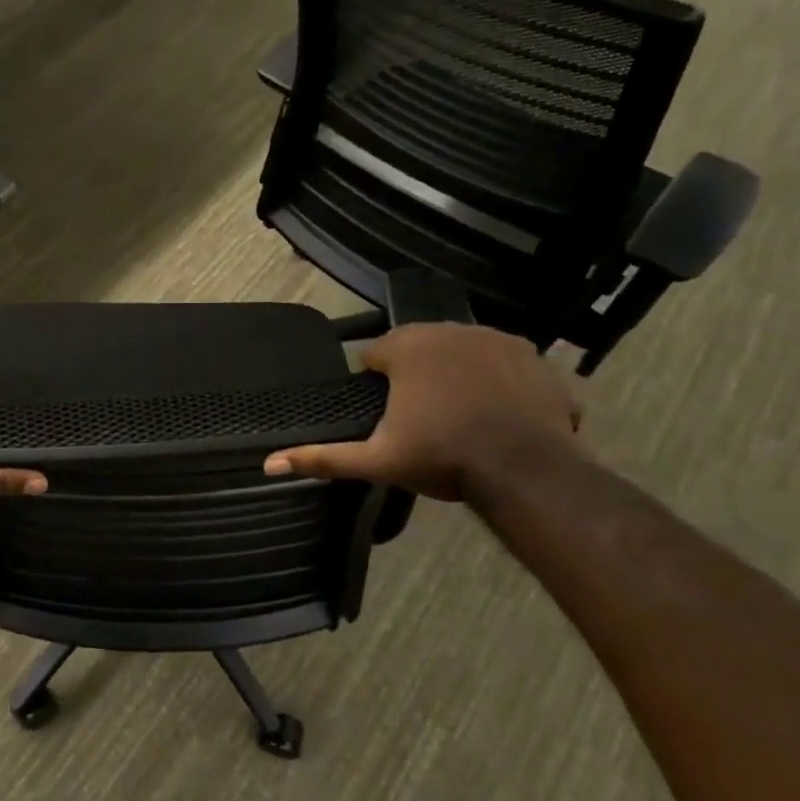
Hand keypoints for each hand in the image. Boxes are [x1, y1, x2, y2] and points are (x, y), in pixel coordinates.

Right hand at [264, 324, 579, 501]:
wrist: (526, 470)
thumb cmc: (444, 459)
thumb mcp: (377, 461)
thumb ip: (323, 457)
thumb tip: (268, 463)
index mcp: (407, 348)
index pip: (375, 355)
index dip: (375, 383)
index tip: (386, 413)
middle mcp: (448, 330)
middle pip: (417, 346)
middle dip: (414, 373)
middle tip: (420, 416)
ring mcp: (494, 338)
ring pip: (458, 349)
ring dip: (452, 371)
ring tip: (458, 412)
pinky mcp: (531, 354)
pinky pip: (499, 359)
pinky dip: (493, 378)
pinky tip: (494, 409)